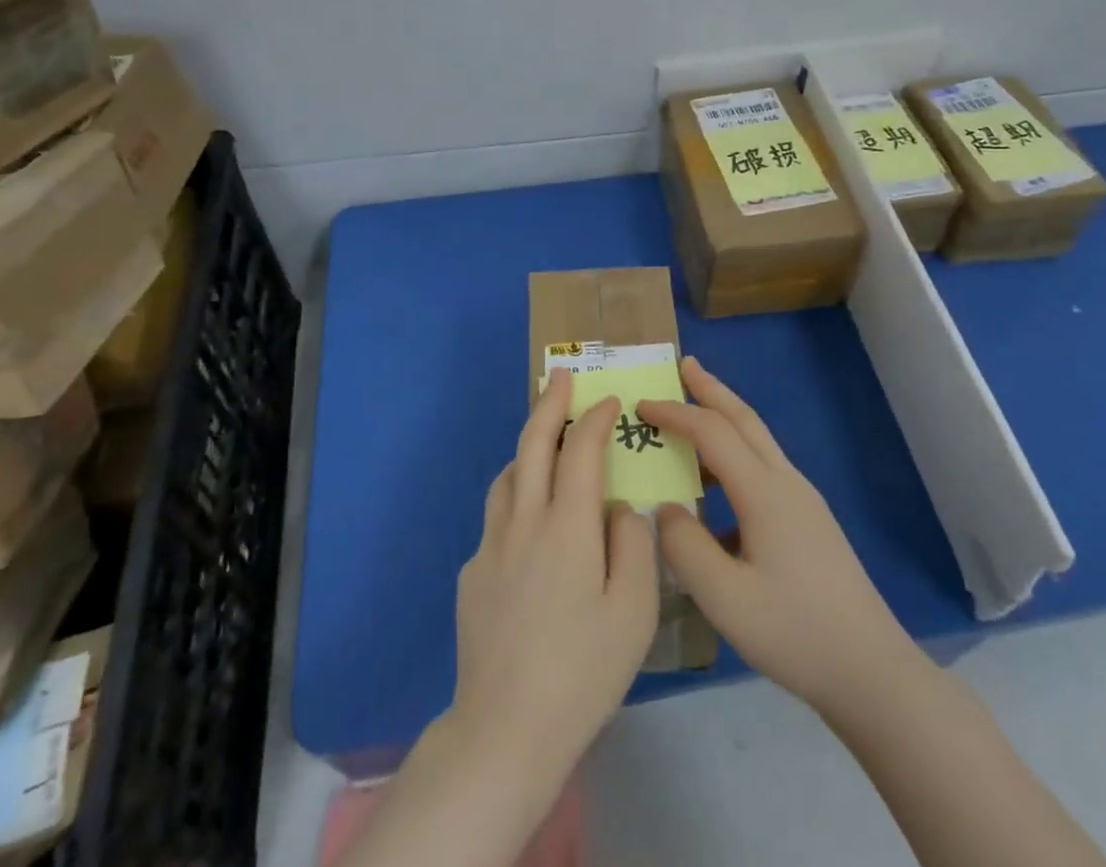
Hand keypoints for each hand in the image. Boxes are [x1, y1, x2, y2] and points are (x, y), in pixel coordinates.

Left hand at [449, 368, 659, 781]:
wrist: (505, 729)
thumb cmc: (583, 671)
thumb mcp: (634, 612)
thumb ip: (634, 546)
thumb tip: (621, 508)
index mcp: (567, 525)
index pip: (580, 450)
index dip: (595, 419)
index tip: (609, 401)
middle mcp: (524, 521)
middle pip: (533, 443)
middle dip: (549, 403)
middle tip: (561, 376)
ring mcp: (491, 545)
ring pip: (508, 476)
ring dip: (528, 448)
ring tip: (546, 444)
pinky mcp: (471, 573)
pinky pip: (497, 518)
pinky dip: (517, 500)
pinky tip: (531, 530)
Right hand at [639, 358, 906, 717]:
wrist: (871, 670)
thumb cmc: (794, 632)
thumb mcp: (724, 598)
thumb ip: (684, 547)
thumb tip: (665, 509)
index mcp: (763, 492)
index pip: (711, 432)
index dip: (674, 413)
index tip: (640, 405)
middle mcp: (785, 482)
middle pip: (744, 418)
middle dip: (711, 389)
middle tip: (684, 364)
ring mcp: (802, 500)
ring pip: (758, 440)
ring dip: (725, 416)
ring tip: (696, 411)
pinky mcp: (809, 521)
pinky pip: (764, 468)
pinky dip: (736, 453)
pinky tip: (717, 490)